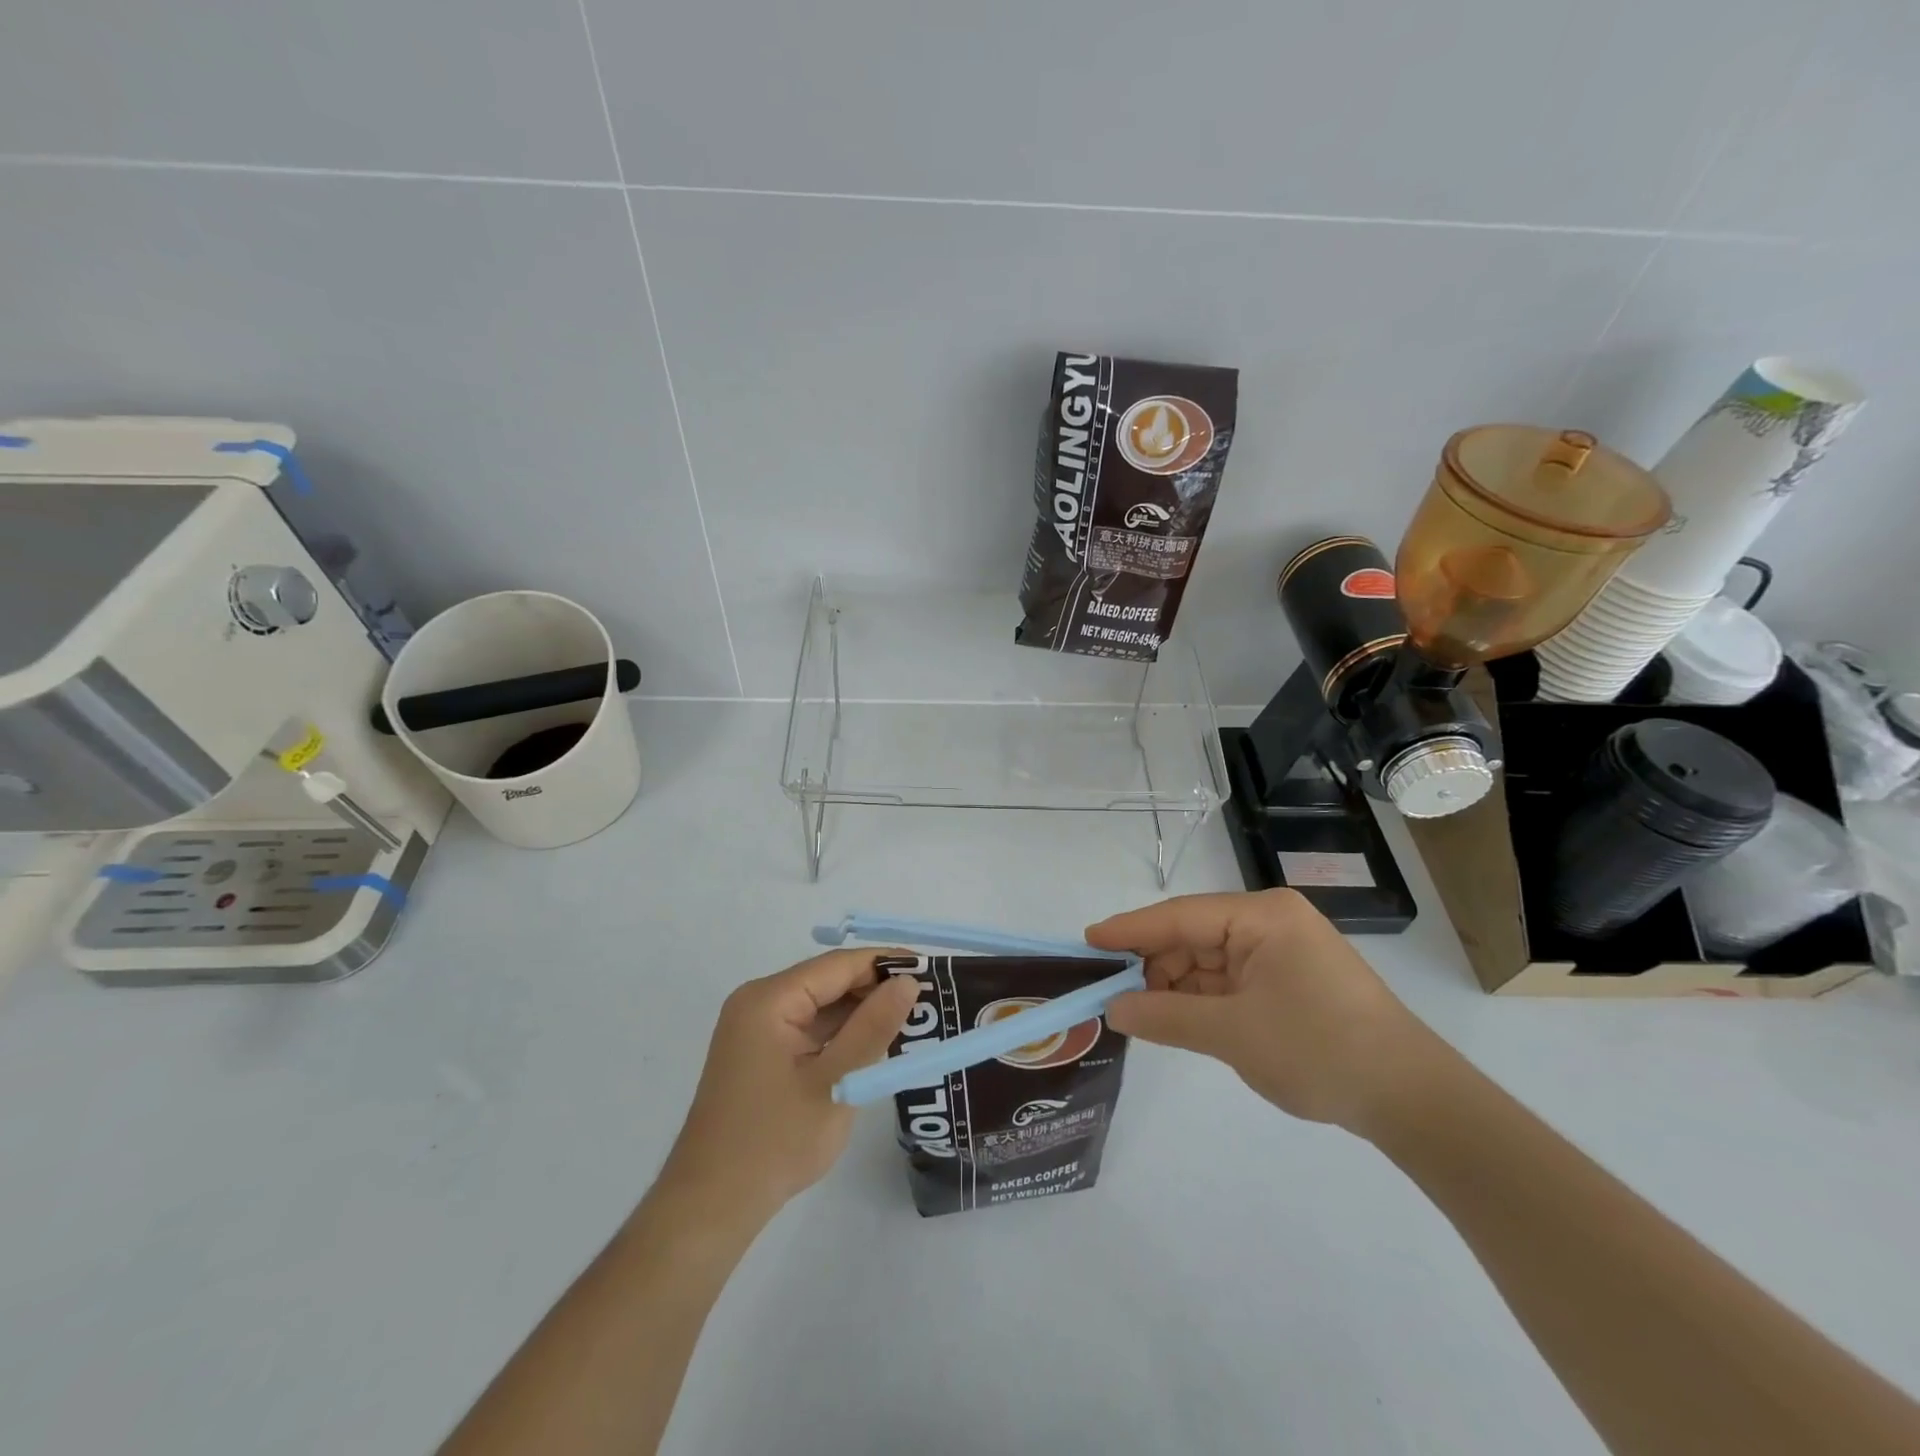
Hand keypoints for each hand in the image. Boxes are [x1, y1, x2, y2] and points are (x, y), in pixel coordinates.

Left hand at [658, 951, 918, 1222]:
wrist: (710, 1207)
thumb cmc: (773, 1143)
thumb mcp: (835, 1083)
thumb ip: (872, 1028)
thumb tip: (907, 982)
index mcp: (769, 1000)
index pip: (838, 966)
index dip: (885, 963)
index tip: (930, 970)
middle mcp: (759, 1003)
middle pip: (828, 981)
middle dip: (876, 989)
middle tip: (928, 1000)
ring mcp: (757, 1029)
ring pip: (821, 1006)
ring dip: (861, 1013)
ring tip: (913, 1020)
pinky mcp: (761, 1053)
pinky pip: (810, 1028)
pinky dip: (842, 1034)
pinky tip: (876, 1044)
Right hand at [1087, 889, 1439, 1133]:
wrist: (1412, 1100)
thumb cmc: (1319, 1050)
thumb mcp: (1233, 1033)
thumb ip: (1166, 1017)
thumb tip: (1113, 1010)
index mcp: (1262, 916)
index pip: (1180, 916)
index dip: (1130, 930)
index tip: (1088, 941)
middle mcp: (1270, 923)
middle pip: (1193, 936)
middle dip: (1153, 964)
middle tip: (1109, 992)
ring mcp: (1281, 953)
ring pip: (1208, 961)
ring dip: (1175, 986)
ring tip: (1138, 1012)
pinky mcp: (1288, 982)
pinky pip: (1229, 981)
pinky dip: (1201, 999)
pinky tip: (1174, 1017)